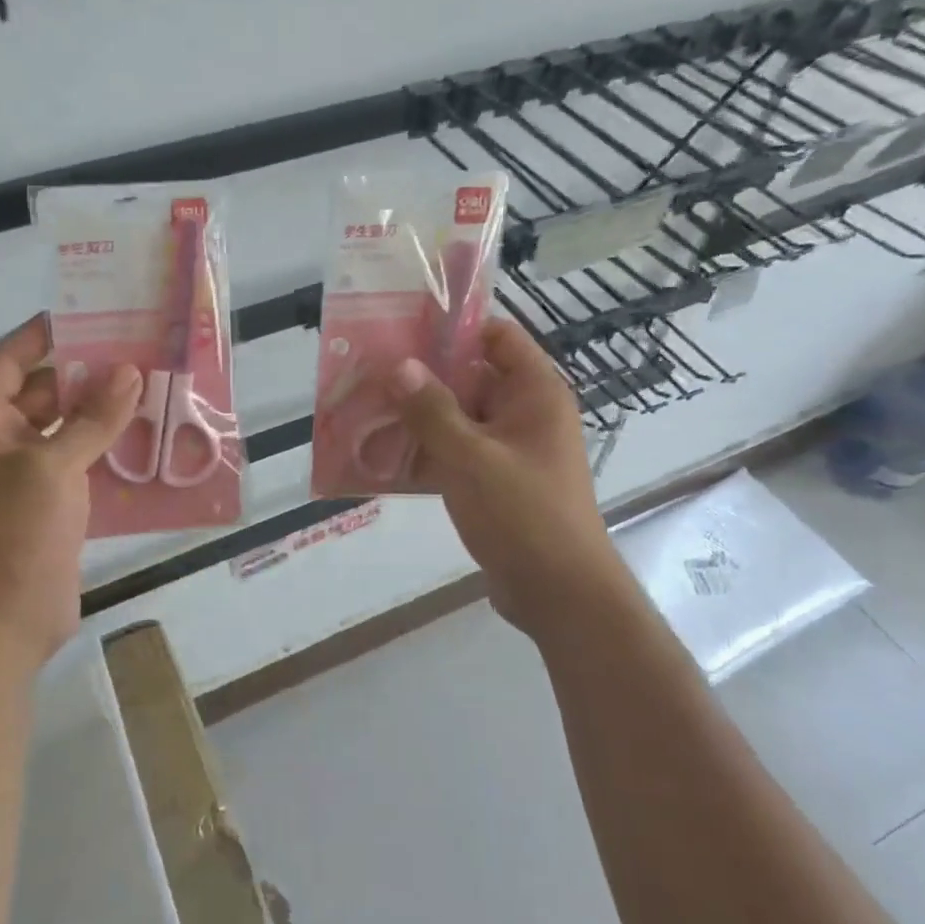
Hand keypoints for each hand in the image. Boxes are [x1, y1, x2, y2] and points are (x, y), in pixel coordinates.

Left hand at [0, 316, 141, 677]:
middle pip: (43, 391)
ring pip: (66, 428)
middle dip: (87, 372)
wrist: (5, 626)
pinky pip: (81, 462)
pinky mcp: (51, 504)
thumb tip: (129, 372)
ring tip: (152, 387)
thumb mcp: (53, 468)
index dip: (45, 333)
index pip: (9, 360)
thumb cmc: (15, 537)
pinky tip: (148, 438)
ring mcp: (25, 476)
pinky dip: (109, 448)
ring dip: (103, 411)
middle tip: (138, 350)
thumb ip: (92, 419)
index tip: (91, 313)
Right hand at [389, 318, 618, 633]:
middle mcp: (524, 414)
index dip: (455, 328)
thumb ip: (432, 411)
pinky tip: (380, 456)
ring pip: (457, 418)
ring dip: (417, 417)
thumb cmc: (524, 515)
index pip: (497, 337)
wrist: (559, 595)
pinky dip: (424, 452)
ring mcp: (508, 450)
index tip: (404, 329)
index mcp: (535, 393)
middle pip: (470, 377)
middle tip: (369, 370)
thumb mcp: (472, 459)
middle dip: (422, 376)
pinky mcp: (493, 482)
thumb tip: (399, 365)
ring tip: (365, 409)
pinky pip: (454, 453)